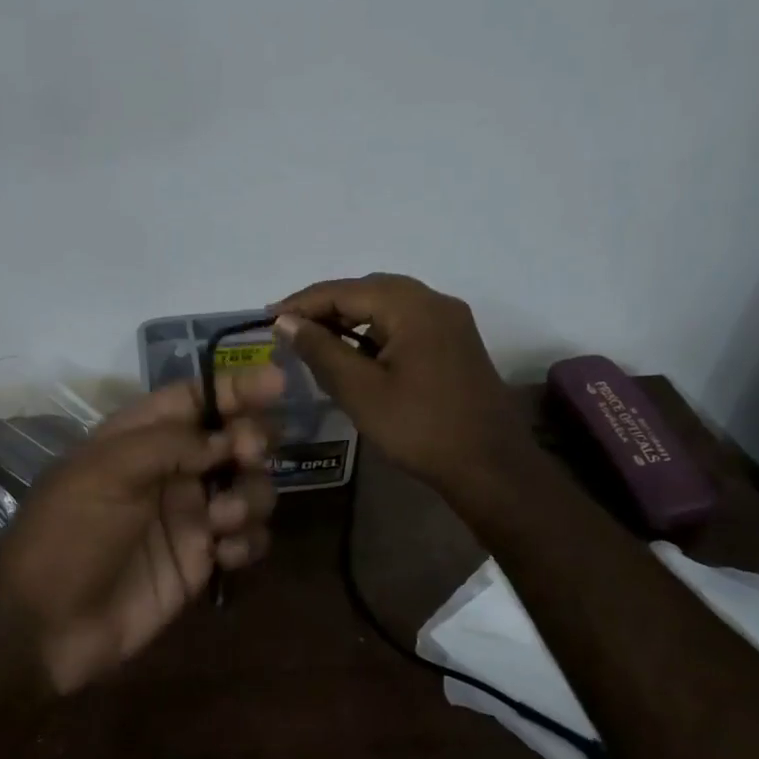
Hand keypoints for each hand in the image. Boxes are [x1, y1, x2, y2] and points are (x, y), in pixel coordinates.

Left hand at [0, 365, 283, 695]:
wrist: (45, 625)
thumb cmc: (67, 533)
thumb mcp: (106, 471)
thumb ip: (170, 443)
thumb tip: (225, 439)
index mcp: (142, 437)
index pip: (197, 397)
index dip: (236, 387)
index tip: (278, 383)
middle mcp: (172, 470)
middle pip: (234, 438)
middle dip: (252, 441)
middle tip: (247, 455)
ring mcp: (190, 516)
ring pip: (251, 487)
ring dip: (251, 495)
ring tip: (221, 520)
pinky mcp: (202, 560)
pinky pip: (248, 538)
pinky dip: (248, 541)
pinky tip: (223, 555)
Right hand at [272, 273, 532, 492]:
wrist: (491, 467)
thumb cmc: (420, 428)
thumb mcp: (360, 390)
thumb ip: (321, 350)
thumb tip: (286, 322)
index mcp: (413, 306)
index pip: (345, 290)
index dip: (303, 302)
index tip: (267, 318)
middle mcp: (435, 302)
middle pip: (368, 290)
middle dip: (326, 306)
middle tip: (288, 328)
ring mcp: (450, 321)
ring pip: (388, 305)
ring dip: (350, 318)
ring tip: (314, 338)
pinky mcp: (455, 343)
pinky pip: (406, 323)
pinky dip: (375, 331)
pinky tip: (355, 352)